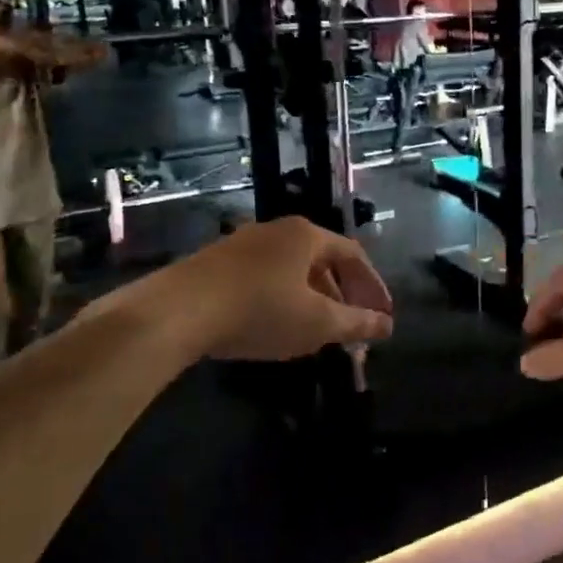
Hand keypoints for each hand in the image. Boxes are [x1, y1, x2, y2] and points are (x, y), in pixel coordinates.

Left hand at [157, 217, 392, 361]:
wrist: (176, 311)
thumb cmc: (259, 310)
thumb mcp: (316, 323)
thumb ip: (355, 323)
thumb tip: (386, 326)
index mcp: (307, 235)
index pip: (353, 255)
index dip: (373, 286)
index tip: (383, 316)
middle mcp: (277, 231)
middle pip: (323, 260)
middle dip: (343, 295)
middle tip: (353, 327)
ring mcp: (243, 244)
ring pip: (292, 270)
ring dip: (313, 299)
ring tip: (319, 331)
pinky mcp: (217, 263)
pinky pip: (265, 277)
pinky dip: (283, 299)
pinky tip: (277, 326)